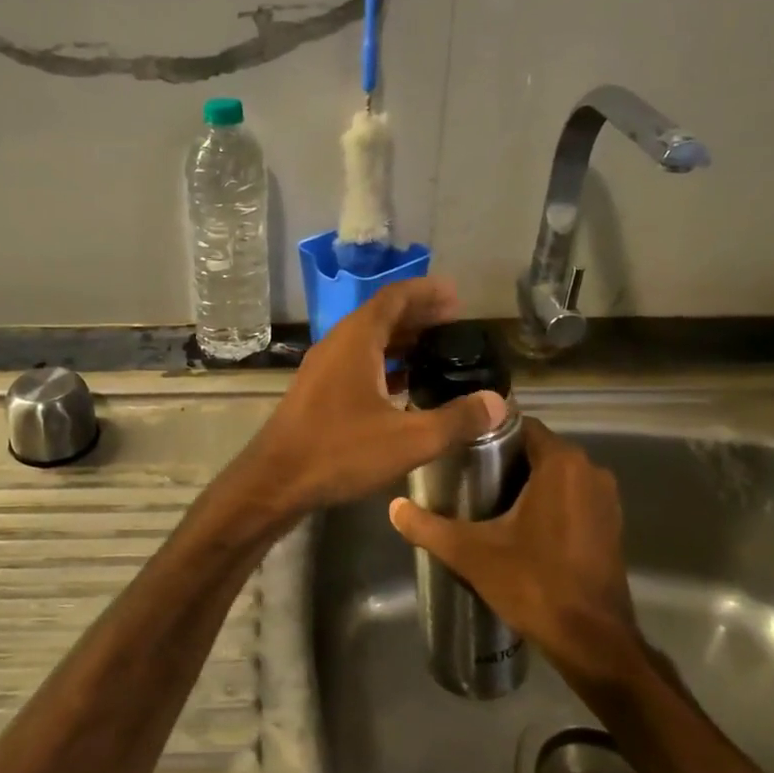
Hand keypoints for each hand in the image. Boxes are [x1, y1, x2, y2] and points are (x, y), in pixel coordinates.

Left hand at [242, 278, 506, 514]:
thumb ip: (456, 420)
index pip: (394, 297)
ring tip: (436, 351)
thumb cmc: (339, 451)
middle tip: (454, 322)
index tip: (456, 295)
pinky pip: (357, 362)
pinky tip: (404, 385)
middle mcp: (337, 344)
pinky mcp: (318, 390)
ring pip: (368, 340)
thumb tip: (498, 403)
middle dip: (418, 315)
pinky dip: (384, 363)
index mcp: (356, 340)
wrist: (275, 480)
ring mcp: (323, 367)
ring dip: (401, 340)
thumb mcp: (408, 439)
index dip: (426, 292)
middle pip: (381, 316)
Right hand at [389, 417, 643, 682]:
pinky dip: (549, 502)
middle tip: (465, 477)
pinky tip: (520, 526)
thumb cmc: (534, 584)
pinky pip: (572, 497)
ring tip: (487, 501)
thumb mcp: (471, 553)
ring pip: (556, 475)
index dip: (488, 434)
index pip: (520, 426)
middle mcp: (590, 471)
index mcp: (561, 464)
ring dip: (527, 482)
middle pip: (537, 449)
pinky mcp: (611, 525)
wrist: (592, 641)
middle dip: (504, 460)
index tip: (460, 449)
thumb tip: (394, 507)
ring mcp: (606, 499)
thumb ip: (428, 527)